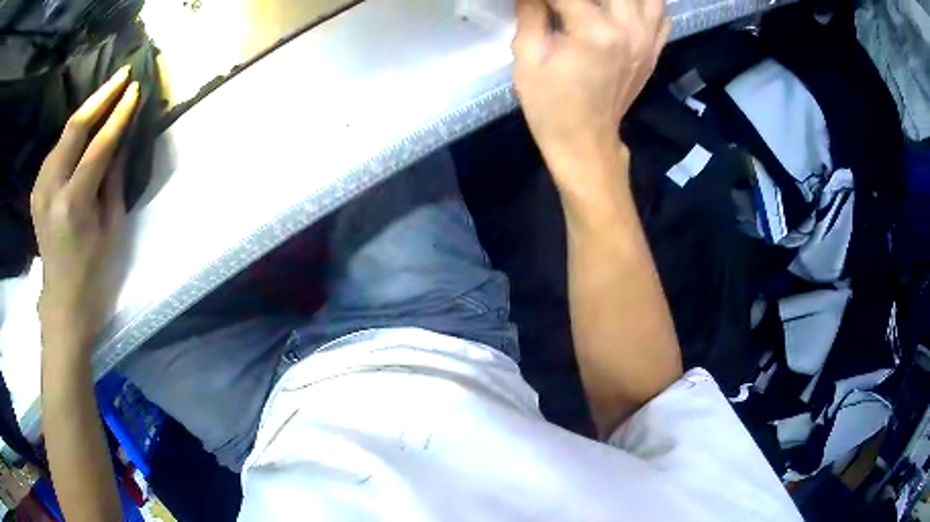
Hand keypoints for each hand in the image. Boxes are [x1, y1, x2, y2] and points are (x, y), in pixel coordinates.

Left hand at [32, 66, 138, 354]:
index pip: (98, 146)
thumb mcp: (112, 228)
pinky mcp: (37, 189)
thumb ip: (114, 179)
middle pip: (74, 128)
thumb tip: (122, 140)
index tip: (136, 89)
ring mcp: (40, 188)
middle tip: (123, 74)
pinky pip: (57, 149)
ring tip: (107, 93)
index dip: (119, 115)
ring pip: (64, 134)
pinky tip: (85, 126)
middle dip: (101, 97)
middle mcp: (52, 190)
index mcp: (73, 204)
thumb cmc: (93, 272)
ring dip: (87, 111)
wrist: (63, 301)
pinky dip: (73, 133)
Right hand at [512, 0, 668, 177]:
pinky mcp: (654, 51)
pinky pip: (662, 16)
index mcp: (595, 31)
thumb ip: (531, 12)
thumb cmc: (550, 104)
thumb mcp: (527, 57)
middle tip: (570, 5)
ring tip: (603, 7)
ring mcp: (648, 41)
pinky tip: (625, 10)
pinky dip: (646, 6)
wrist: (585, 141)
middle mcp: (629, 29)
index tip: (539, 3)